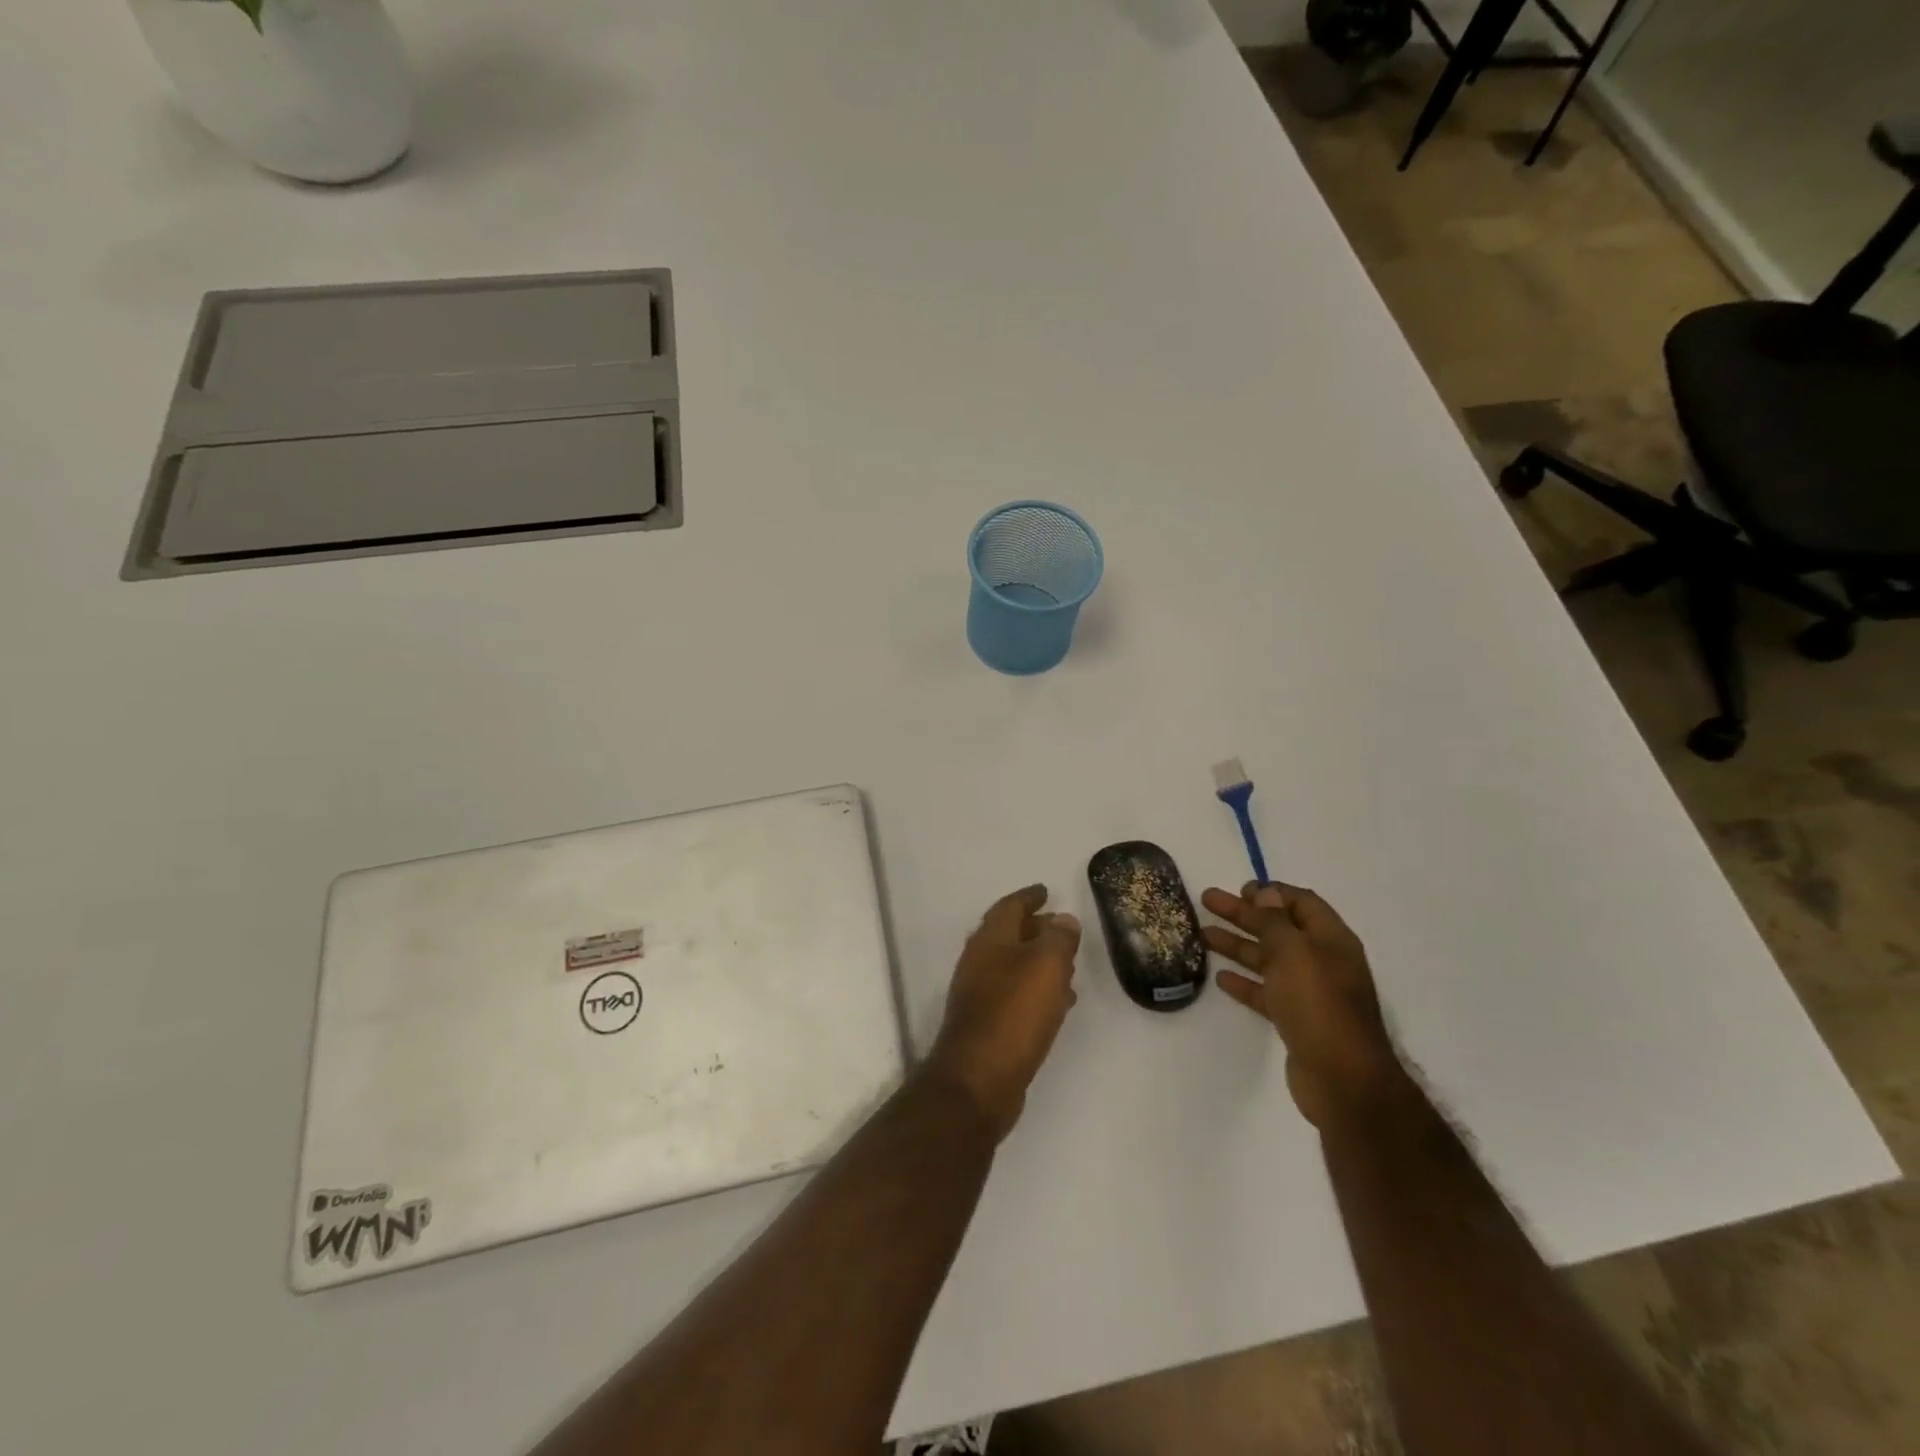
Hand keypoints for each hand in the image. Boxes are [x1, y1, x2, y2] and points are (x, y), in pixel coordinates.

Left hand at [924, 885, 1081, 1140]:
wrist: (978, 1080)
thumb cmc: (1013, 1013)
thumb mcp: (1045, 966)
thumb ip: (1058, 938)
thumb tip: (1063, 920)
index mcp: (990, 940)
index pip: (1010, 906)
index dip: (1029, 897)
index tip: (1045, 890)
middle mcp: (980, 962)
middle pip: (1009, 935)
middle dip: (1035, 928)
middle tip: (1061, 927)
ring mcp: (980, 994)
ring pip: (1013, 966)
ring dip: (1038, 961)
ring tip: (1069, 966)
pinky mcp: (987, 1024)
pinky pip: (1016, 994)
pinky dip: (1036, 990)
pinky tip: (1059, 1003)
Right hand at [1201, 882, 1405, 1128]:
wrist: (1343, 1080)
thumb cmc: (1319, 1005)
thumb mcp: (1294, 953)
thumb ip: (1275, 921)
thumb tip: (1266, 893)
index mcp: (1331, 940)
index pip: (1301, 903)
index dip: (1271, 892)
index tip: (1239, 889)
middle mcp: (1323, 962)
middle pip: (1278, 928)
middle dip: (1243, 914)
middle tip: (1208, 901)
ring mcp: (1310, 993)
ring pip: (1269, 959)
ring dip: (1238, 945)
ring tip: (1203, 934)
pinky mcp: (1297, 1020)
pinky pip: (1267, 992)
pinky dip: (1245, 982)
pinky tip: (1221, 978)